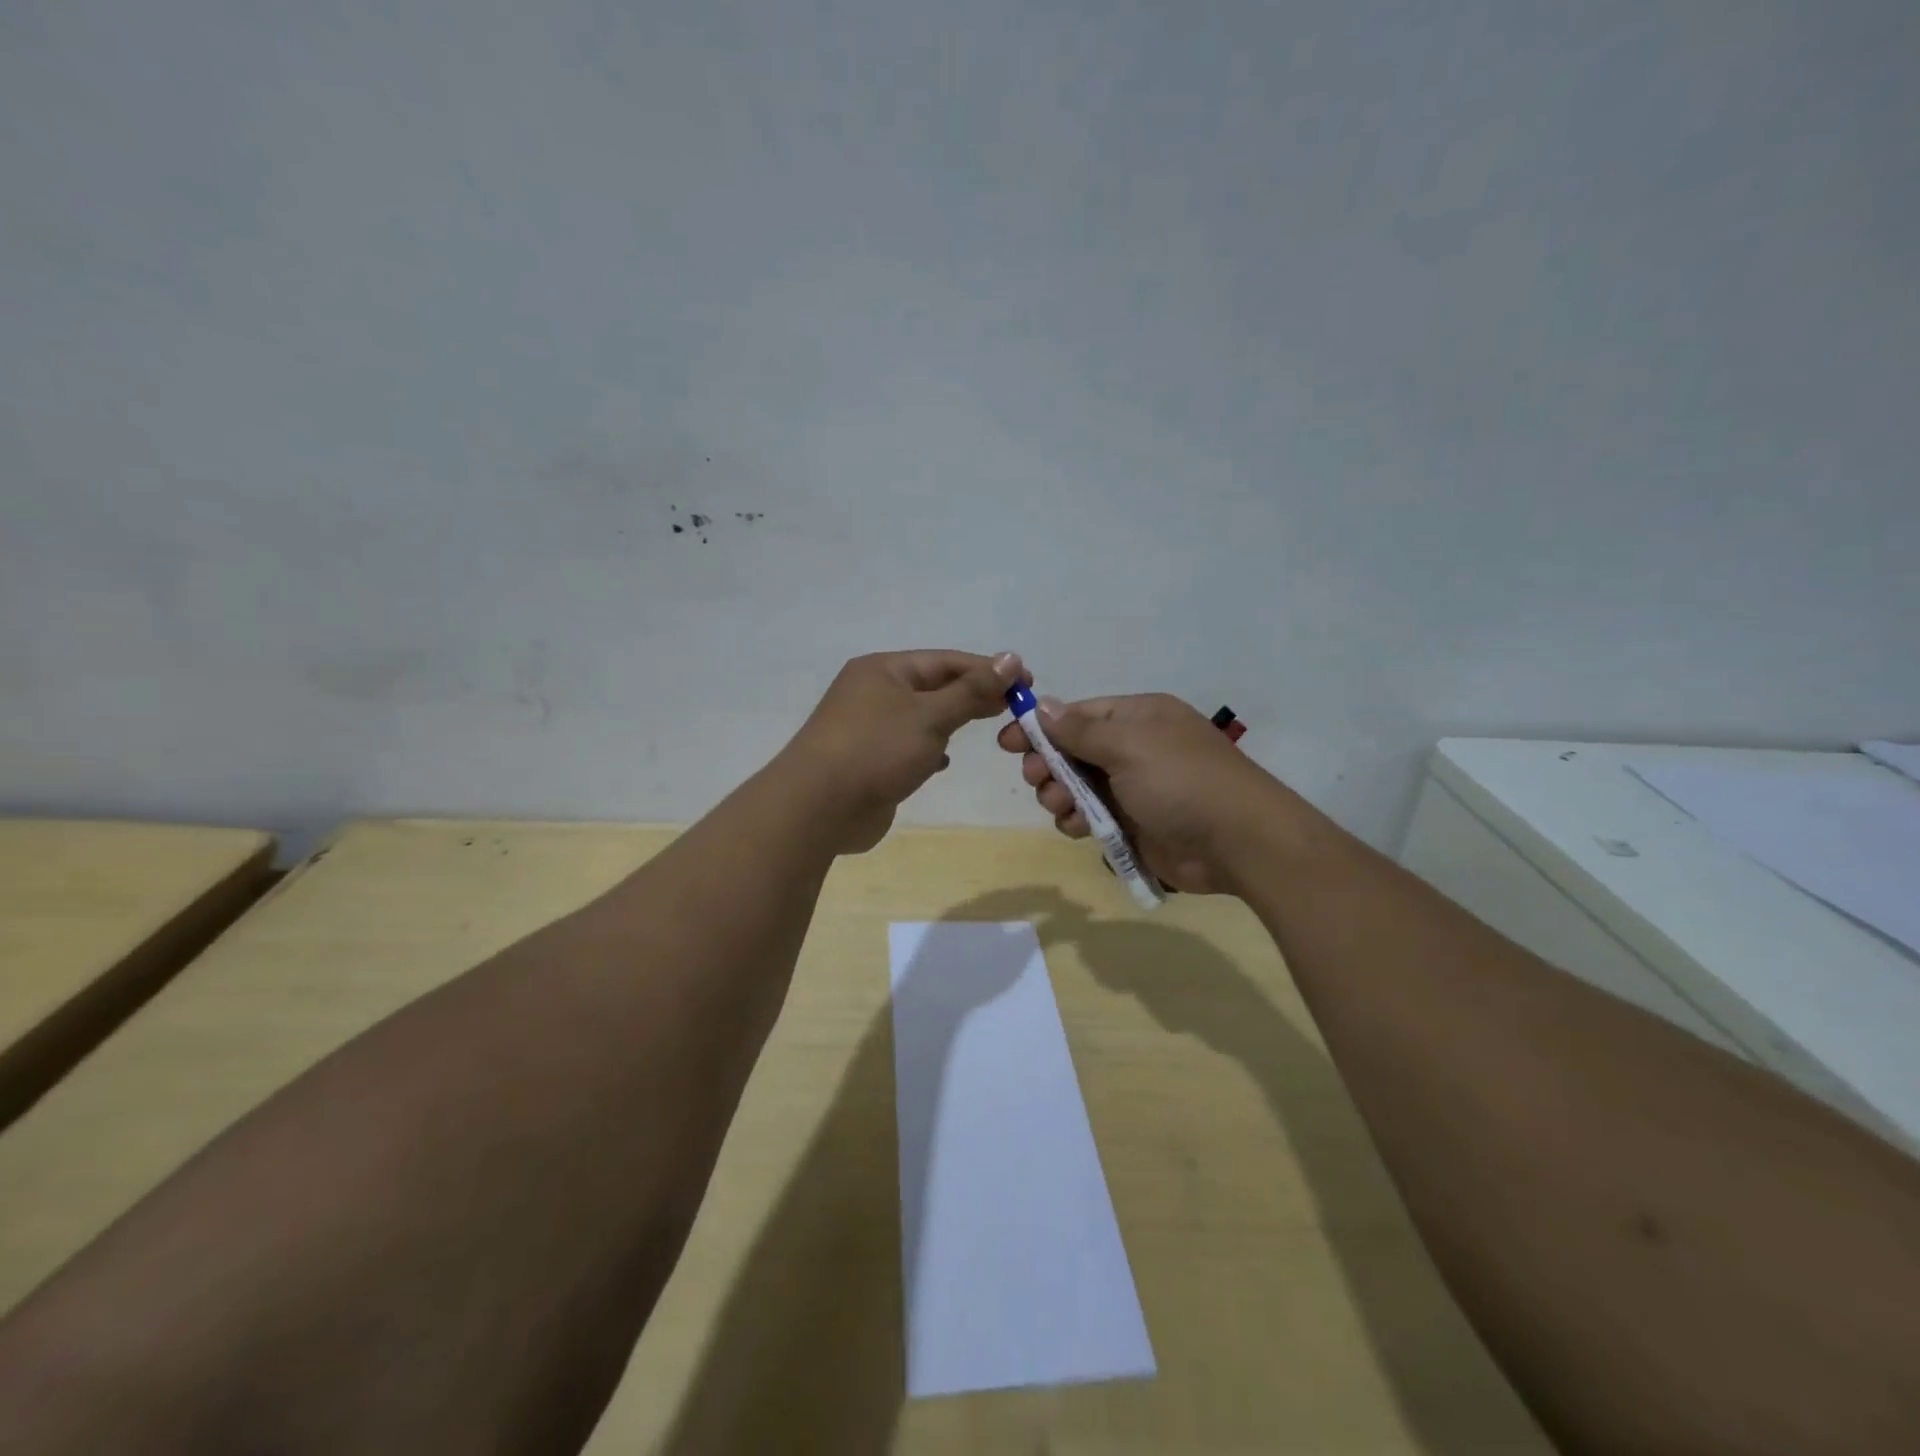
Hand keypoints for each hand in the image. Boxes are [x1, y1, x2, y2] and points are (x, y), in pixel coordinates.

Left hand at [784, 650, 1027, 853]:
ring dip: (952, 721)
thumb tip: (1011, 658)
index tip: (1026, 680)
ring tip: (990, 725)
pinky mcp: (869, 761)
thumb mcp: (930, 715)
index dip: (987, 669)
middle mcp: (874, 692)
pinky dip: (929, 749)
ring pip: (922, 717)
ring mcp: (869, 728)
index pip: (945, 661)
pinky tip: (944, 762)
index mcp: (884, 670)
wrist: (818, 807)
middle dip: (974, 694)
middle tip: (1017, 705)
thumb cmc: (876, 750)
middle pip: (934, 686)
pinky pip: (908, 746)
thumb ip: (972, 690)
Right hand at [996, 693, 1289, 892]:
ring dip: (1060, 795)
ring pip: (1077, 787)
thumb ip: (1080, 730)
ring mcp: (1134, 788)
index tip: (1007, 742)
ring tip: (1059, 806)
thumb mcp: (1129, 746)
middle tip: (1035, 778)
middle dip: (1048, 765)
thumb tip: (1042, 705)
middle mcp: (1134, 749)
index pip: (1078, 715)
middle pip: (1073, 751)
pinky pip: (1091, 817)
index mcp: (1138, 718)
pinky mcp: (1134, 824)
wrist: (1238, 842)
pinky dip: (1077, 820)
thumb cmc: (1181, 781)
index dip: (1041, 727)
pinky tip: (1076, 827)